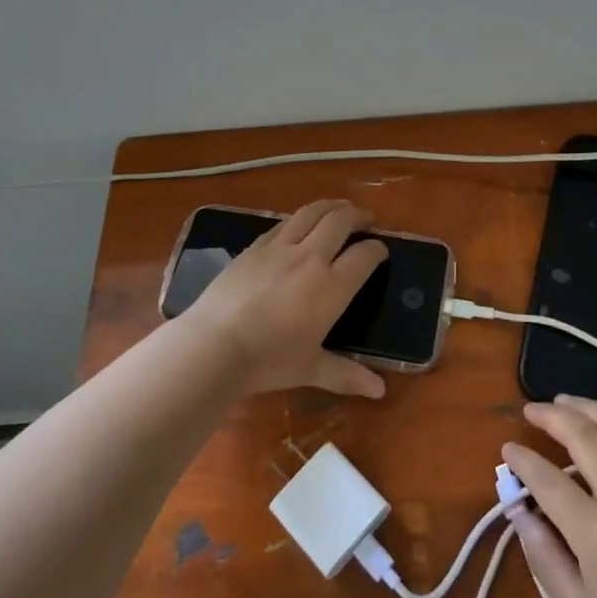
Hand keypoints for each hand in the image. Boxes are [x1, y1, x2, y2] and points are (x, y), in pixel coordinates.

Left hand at [180, 200, 388, 399]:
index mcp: (332, 286)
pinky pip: (283, 223)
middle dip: (358, 216)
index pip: (365, 255)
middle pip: (340, 221)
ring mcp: (280, 248)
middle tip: (367, 219)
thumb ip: (347, 374)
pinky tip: (299, 223)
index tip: (381, 250)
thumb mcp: (311, 369)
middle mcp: (311, 257)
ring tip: (339, 207)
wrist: (215, 344)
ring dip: (330, 206)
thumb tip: (379, 391)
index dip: (378, 249)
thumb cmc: (269, 360)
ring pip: (311, 212)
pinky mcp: (254, 247)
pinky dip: (299, 218)